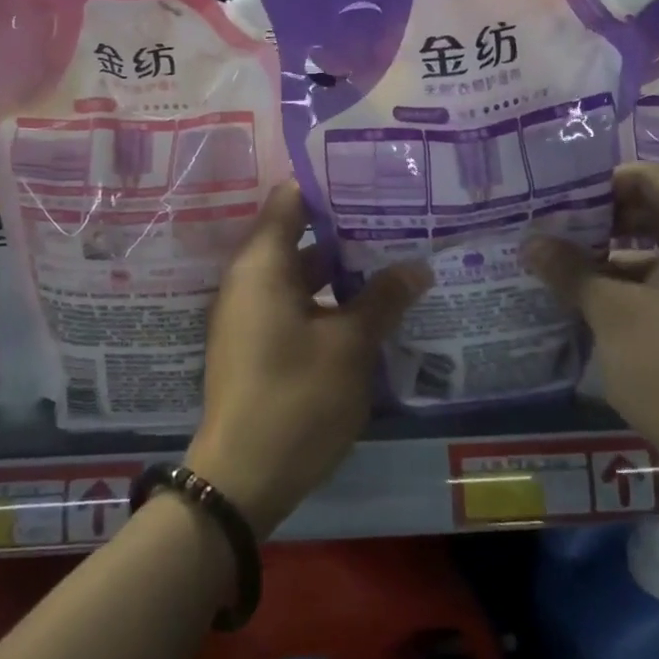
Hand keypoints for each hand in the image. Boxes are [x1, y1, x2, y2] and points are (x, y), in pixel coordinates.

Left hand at [185, 183, 430, 537]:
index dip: (331, 185)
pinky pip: (294, 303)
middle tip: (399, 219)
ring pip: (301, 273)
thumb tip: (417, 267)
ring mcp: (250, 313)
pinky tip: (370, 308)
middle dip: (348, 229)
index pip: (291, 198)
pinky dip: (328, 299)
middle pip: (299, 234)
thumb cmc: (296, 398)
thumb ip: (384, 299)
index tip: (374, 179)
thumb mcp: (350, 346)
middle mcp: (249, 279)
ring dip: (342, 269)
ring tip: (395, 259)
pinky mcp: (257, 343)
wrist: (241, 479)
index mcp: (263, 263)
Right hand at [522, 162, 658, 487]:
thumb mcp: (612, 314)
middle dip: (604, 218)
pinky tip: (592, 302)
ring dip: (613, 255)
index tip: (562, 192)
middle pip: (658, 214)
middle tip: (554, 224)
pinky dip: (633, 285)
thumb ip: (570, 271)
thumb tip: (531, 241)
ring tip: (562, 263)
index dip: (607, 179)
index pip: (655, 179)